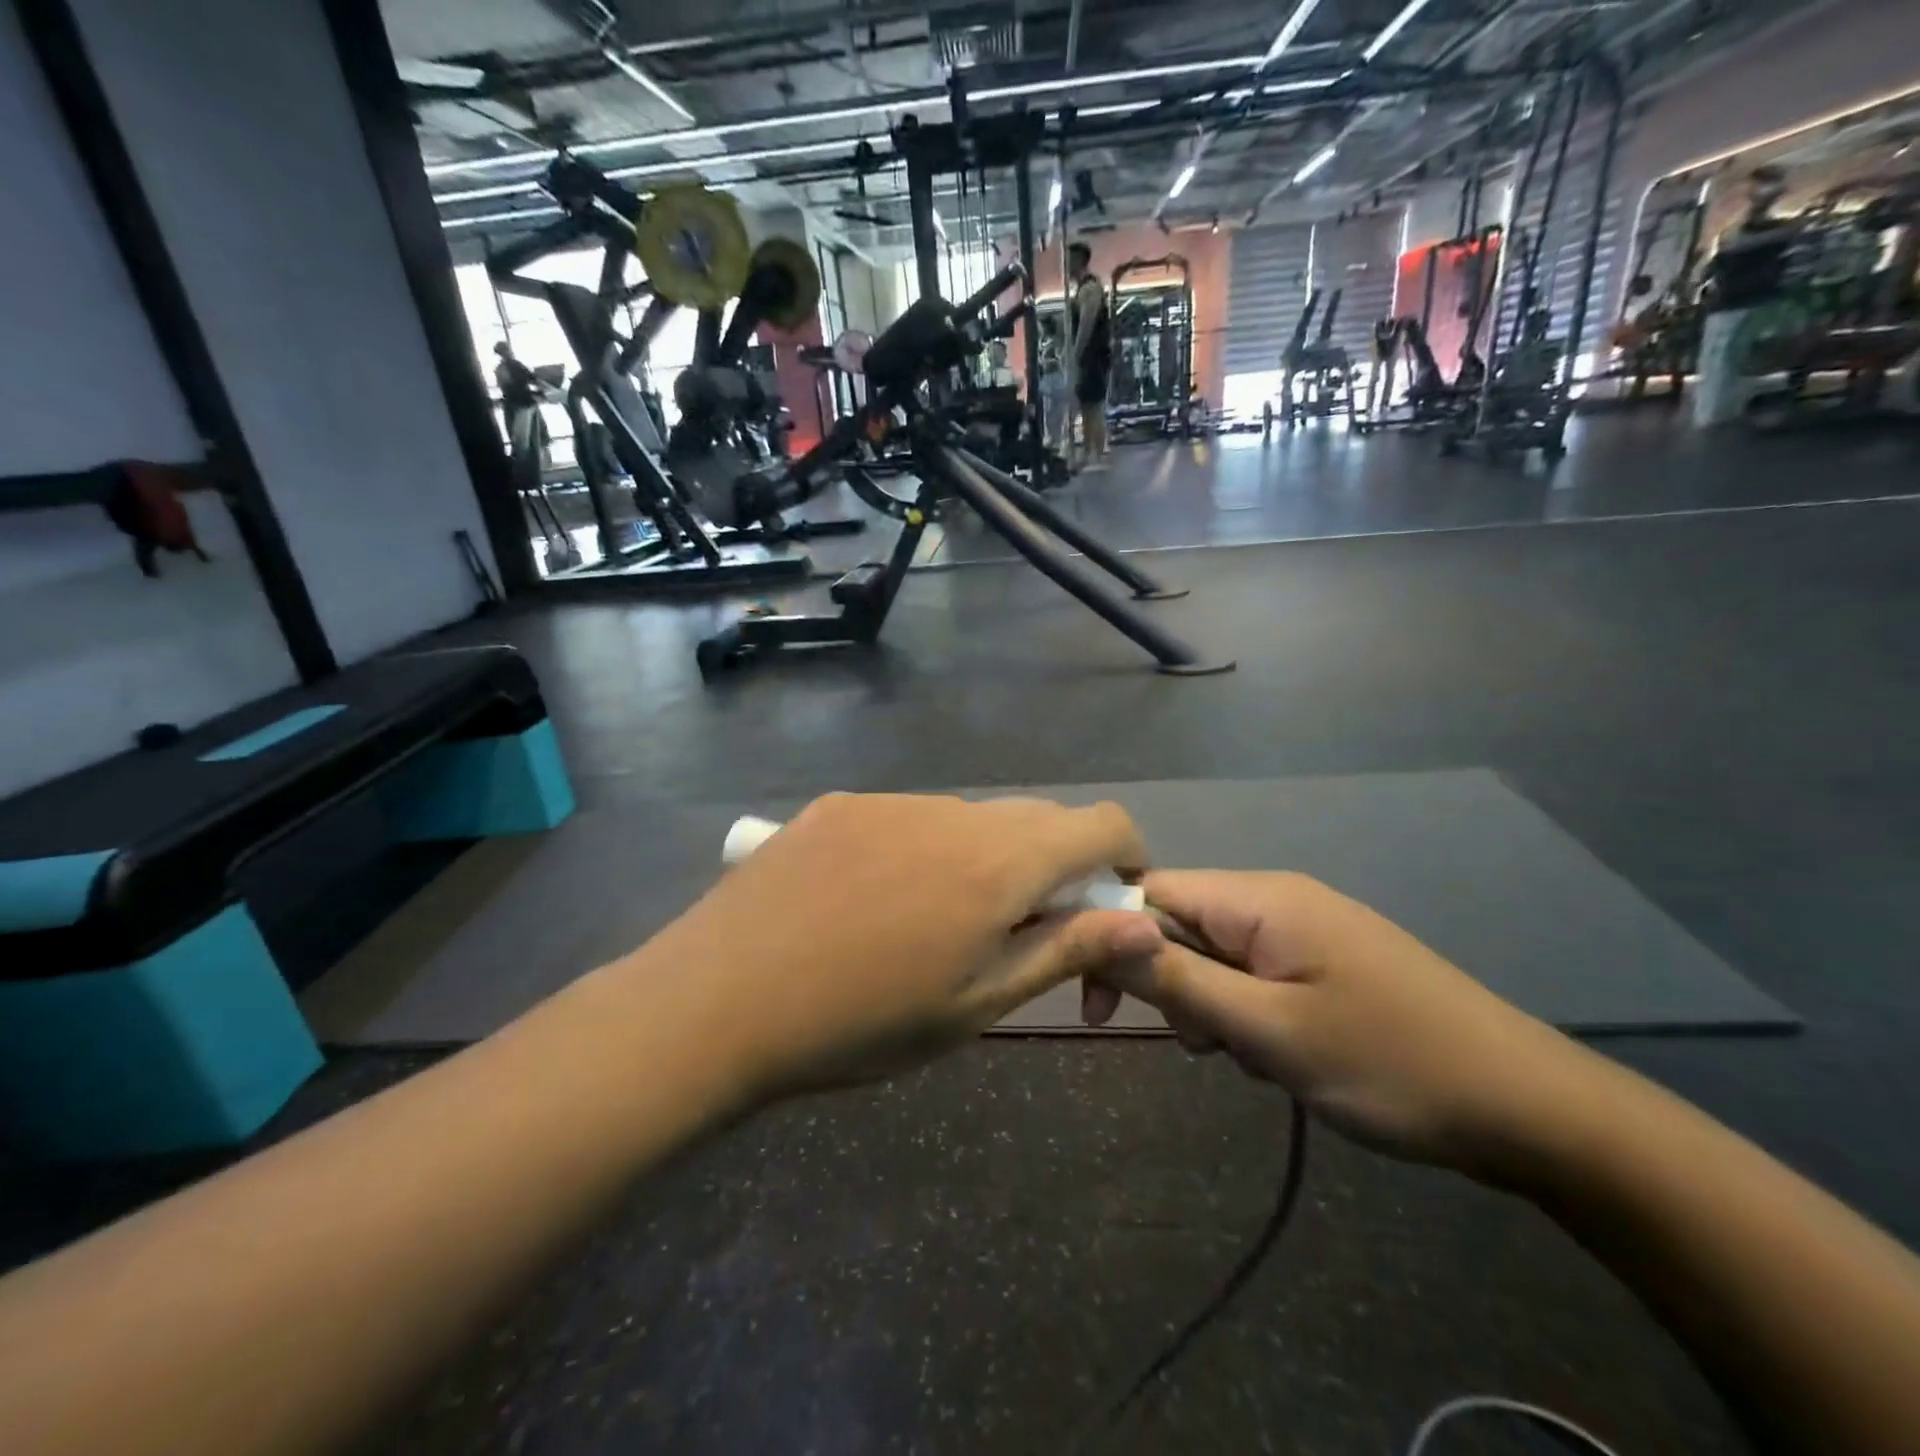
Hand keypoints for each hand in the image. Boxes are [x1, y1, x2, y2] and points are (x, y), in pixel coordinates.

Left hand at [645, 794, 1162, 1096]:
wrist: (717, 1000)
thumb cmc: (859, 1024)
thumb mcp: (976, 1004)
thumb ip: (1066, 950)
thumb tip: (1145, 921)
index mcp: (999, 864)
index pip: (1102, 824)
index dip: (1126, 858)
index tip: (1109, 908)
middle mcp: (954, 813)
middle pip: (1039, 819)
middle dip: (1054, 869)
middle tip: (1019, 936)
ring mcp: (891, 801)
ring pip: (973, 819)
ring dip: (985, 860)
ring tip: (935, 925)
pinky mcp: (842, 804)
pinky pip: (911, 818)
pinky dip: (925, 850)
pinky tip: (874, 901)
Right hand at [1085, 871, 1597, 1176]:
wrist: (1529, 1108)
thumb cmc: (1389, 1064)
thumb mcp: (1268, 1031)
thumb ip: (1178, 981)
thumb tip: (1099, 934)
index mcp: (1260, 898)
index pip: (1150, 890)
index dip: (1110, 935)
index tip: (1095, 1003)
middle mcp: (1276, 899)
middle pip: (1180, 922)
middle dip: (1167, 981)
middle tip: (1197, 1044)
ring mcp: (1304, 930)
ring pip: (1214, 954)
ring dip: (1208, 1005)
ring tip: (1246, 1058)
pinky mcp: (1323, 962)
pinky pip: (1252, 973)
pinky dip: (1243, 1012)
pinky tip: (1274, 1057)